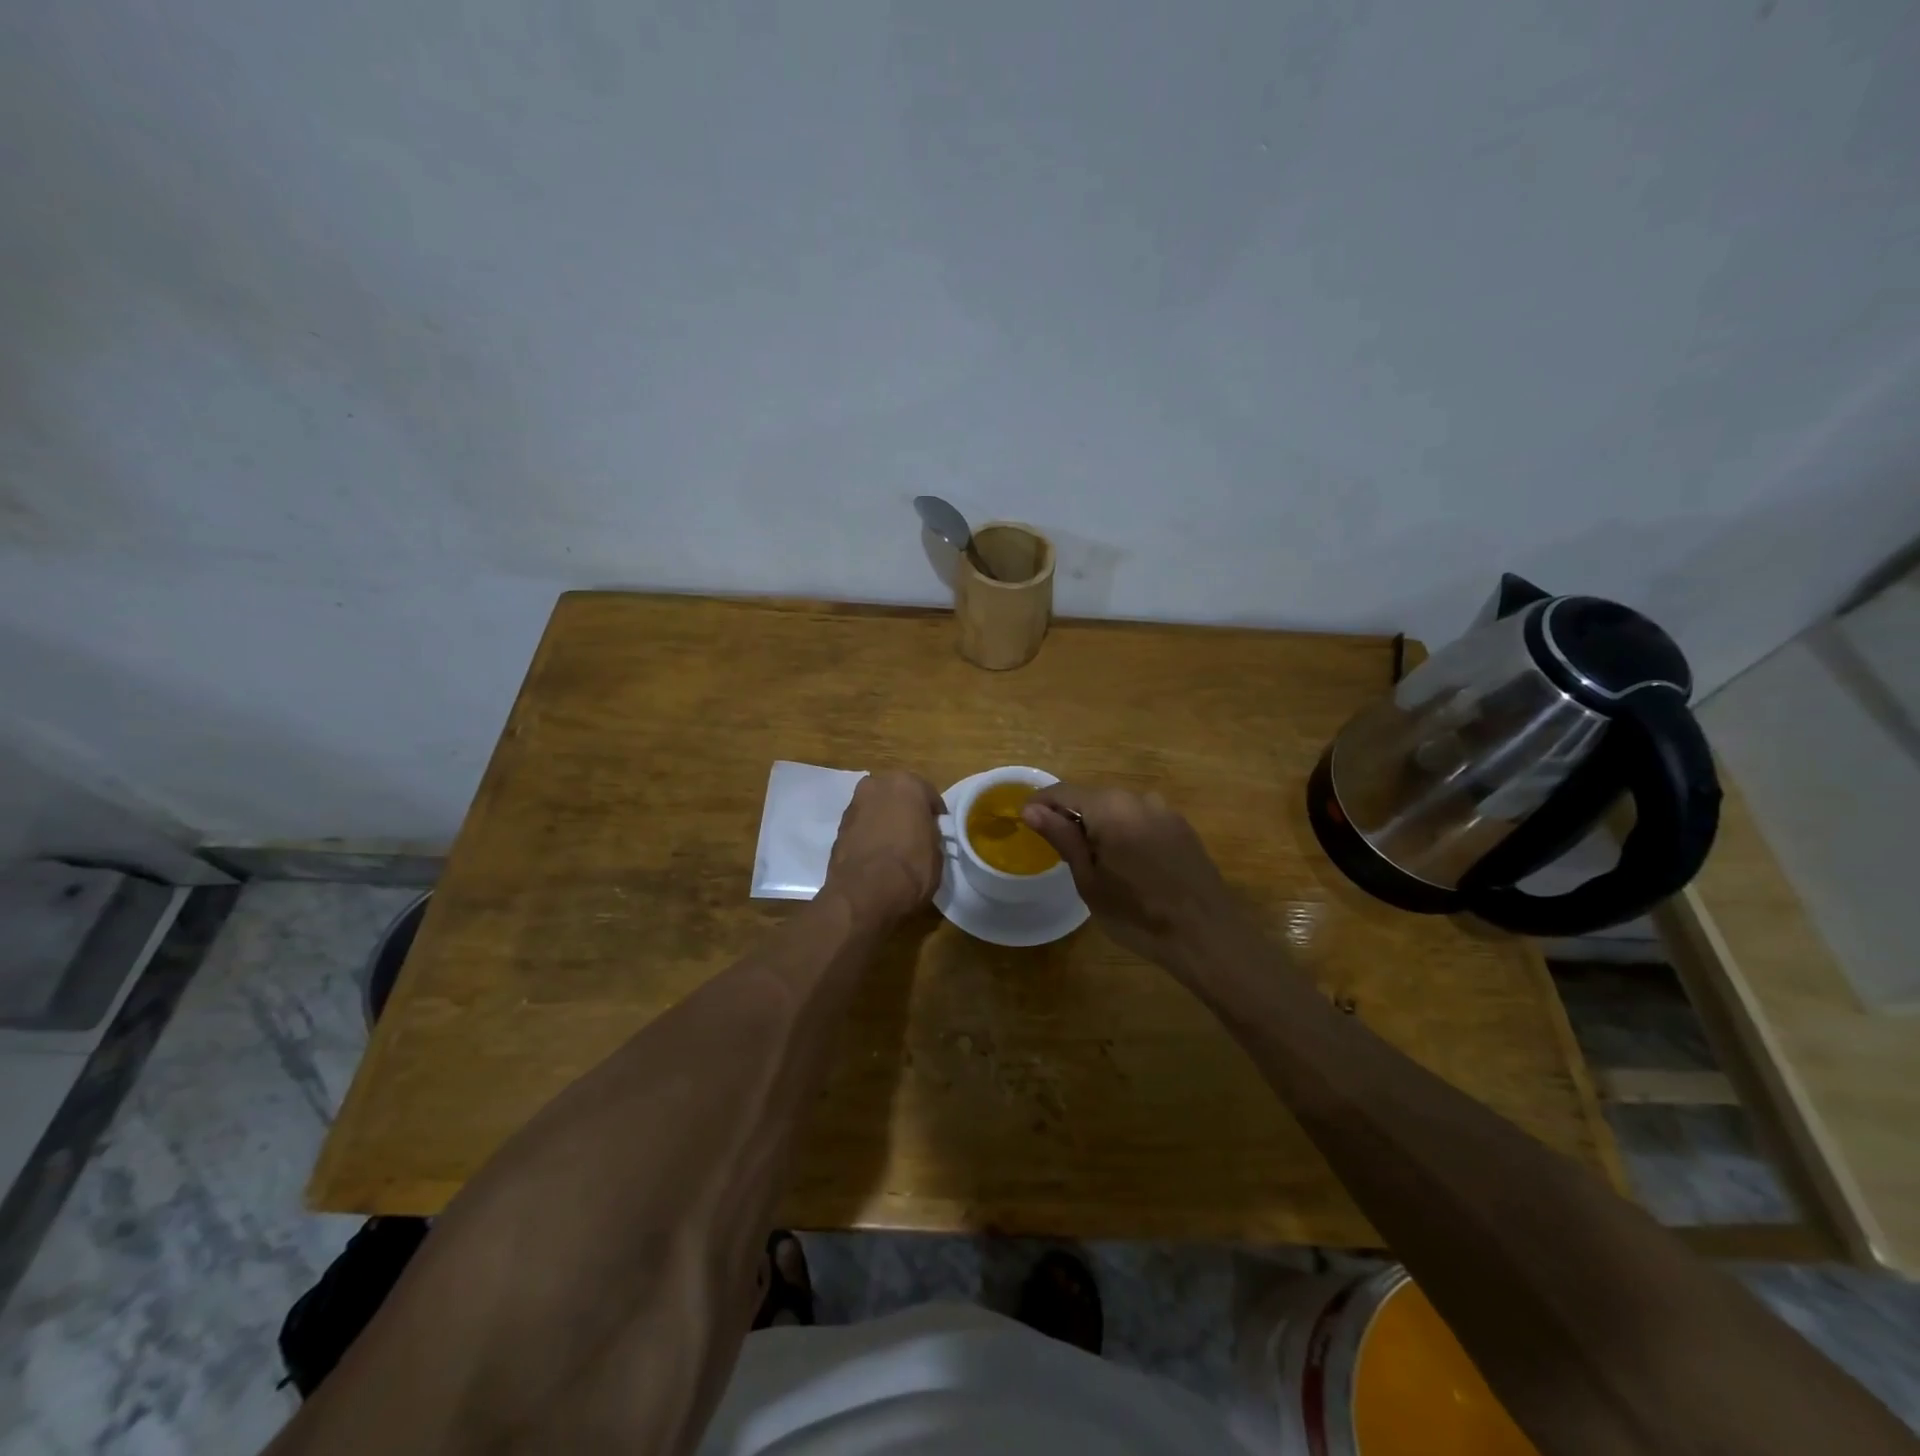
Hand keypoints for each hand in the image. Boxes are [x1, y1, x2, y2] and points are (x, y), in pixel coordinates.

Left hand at [822, 771, 945, 925]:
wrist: (863, 895)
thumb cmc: (911, 869)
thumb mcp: (937, 852)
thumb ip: (931, 833)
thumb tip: (924, 833)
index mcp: (907, 784)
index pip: (928, 794)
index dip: (935, 815)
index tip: (938, 831)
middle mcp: (877, 785)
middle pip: (897, 795)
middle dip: (905, 810)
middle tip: (914, 834)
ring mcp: (854, 804)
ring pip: (876, 808)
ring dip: (884, 820)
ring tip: (892, 846)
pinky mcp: (838, 826)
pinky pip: (862, 825)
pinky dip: (868, 833)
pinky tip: (875, 854)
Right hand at [1021, 785, 1240, 965]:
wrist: (1206, 936)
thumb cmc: (1137, 914)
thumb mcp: (1089, 880)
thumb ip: (1062, 837)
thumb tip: (1031, 810)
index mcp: (1110, 807)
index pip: (1063, 792)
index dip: (1040, 804)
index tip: (1024, 822)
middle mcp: (1138, 798)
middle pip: (1092, 797)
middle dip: (1070, 815)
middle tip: (1056, 847)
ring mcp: (1165, 811)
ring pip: (1118, 809)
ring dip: (1099, 824)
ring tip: (1092, 860)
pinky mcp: (1182, 828)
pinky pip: (1141, 820)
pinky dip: (1125, 832)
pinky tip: (1126, 863)